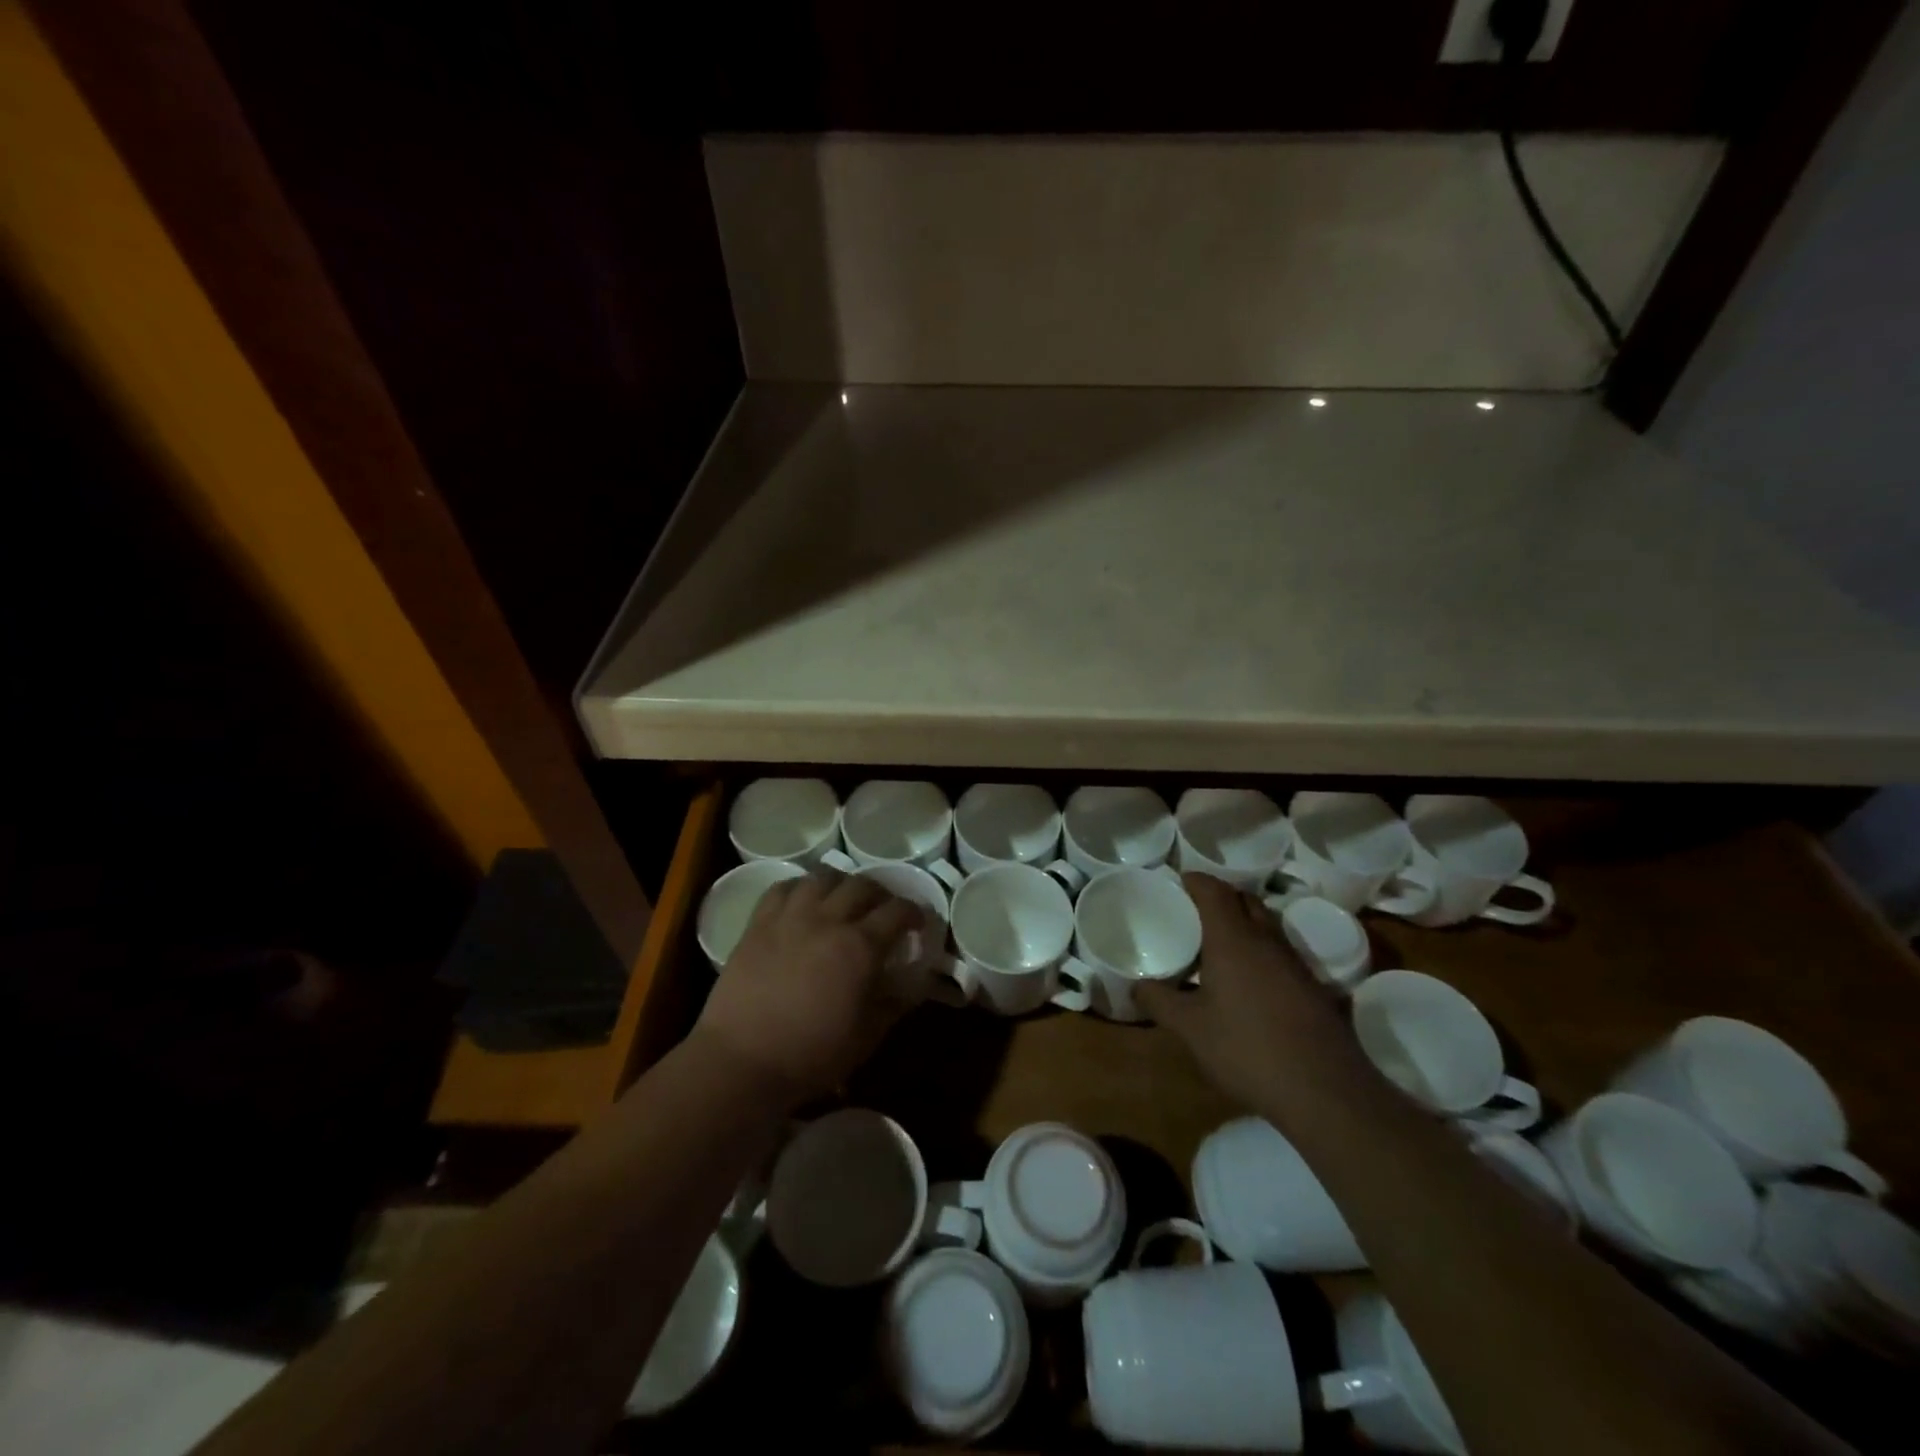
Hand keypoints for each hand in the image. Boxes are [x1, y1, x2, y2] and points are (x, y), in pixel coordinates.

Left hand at [694, 869, 926, 1105]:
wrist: (741, 1061)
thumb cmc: (810, 1055)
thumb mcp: (866, 1036)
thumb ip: (894, 1004)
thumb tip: (914, 985)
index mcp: (860, 947)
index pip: (898, 911)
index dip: (914, 912)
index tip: (918, 923)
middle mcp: (828, 920)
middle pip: (862, 886)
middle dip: (880, 894)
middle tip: (883, 910)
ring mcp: (790, 917)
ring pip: (822, 877)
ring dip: (841, 884)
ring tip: (843, 899)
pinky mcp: (758, 923)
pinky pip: (782, 888)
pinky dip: (800, 887)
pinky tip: (803, 900)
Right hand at [1137, 874, 1372, 1115]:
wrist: (1325, 1092)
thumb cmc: (1247, 1049)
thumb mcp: (1190, 1029)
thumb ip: (1160, 1001)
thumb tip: (1136, 985)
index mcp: (1233, 939)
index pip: (1214, 891)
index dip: (1195, 880)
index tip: (1179, 881)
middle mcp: (1266, 941)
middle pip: (1245, 900)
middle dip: (1221, 897)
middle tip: (1195, 911)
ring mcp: (1296, 963)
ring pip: (1267, 925)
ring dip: (1244, 923)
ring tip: (1218, 944)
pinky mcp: (1315, 988)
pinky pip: (1281, 953)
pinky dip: (1261, 952)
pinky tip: (1249, 982)